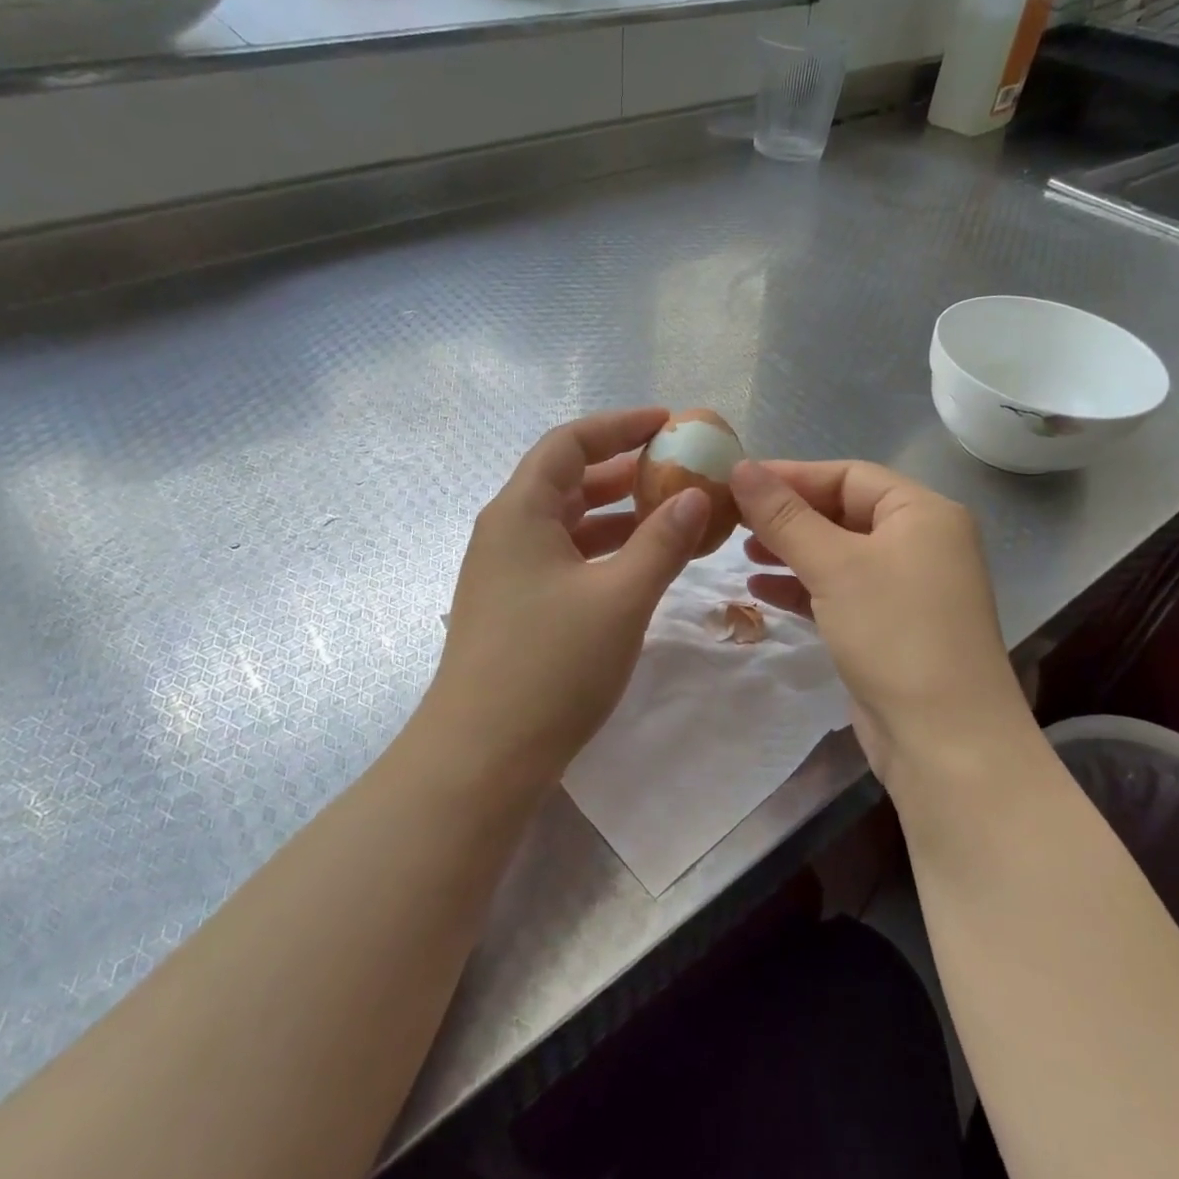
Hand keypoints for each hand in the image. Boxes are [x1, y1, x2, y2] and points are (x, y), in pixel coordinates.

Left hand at [425, 408, 709, 783]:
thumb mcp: (620, 598)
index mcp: (521, 511)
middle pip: (566, 479)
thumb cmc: (551, 665)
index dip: (619, 425)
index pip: (569, 442)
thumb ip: (662, 541)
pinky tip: (638, 564)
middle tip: (676, 468)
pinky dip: (602, 550)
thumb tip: (697, 495)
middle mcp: (507, 530)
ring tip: (669, 513)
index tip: (668, 423)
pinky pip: (564, 557)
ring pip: (567, 522)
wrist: (482, 755)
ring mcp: (506, 571)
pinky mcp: (514, 606)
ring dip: (616, 513)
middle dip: (622, 469)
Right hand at [730, 459, 1026, 785]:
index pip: (848, 475)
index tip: (736, 481)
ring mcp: (907, 587)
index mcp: (922, 513)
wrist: (944, 740)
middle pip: (843, 512)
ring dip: (791, 551)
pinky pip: (840, 591)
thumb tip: (740, 467)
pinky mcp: (890, 626)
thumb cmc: (894, 633)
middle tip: (733, 520)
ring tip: (742, 554)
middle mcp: (921, 542)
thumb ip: (784, 515)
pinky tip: (761, 591)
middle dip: (788, 516)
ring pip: (838, 554)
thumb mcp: (834, 565)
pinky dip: (803, 587)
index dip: (791, 475)